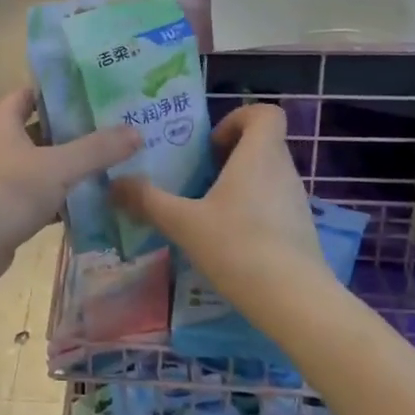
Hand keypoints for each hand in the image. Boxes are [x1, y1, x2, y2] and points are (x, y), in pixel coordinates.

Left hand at [0, 88, 139, 283]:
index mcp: (2, 122)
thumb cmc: (7, 191)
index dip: (58, 91)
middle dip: (72, 131)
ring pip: (40, 166)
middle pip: (39, 130)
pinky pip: (38, 197)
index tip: (93, 92)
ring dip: (68, 167)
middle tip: (111, 129)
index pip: (30, 94)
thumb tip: (136, 131)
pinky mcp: (3, 210)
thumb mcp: (58, 166)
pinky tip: (90, 202)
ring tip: (109, 163)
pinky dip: (60, 199)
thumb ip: (97, 149)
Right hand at [111, 104, 327, 312]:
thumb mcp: (183, 223)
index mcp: (260, 154)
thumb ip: (147, 200)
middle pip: (261, 143)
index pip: (266, 113)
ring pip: (267, 174)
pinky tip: (227, 239)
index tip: (210, 145)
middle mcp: (283, 170)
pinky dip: (251, 209)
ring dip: (238, 182)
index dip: (238, 118)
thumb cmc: (238, 246)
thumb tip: (113, 183)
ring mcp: (296, 200)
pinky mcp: (300, 229)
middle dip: (228, 154)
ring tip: (206, 209)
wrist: (295, 302)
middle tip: (197, 177)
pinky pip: (273, 202)